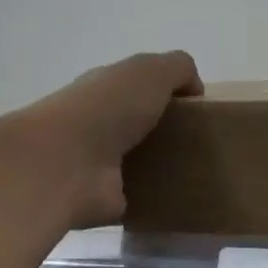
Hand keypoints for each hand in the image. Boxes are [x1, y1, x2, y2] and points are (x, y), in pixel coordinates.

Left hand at [6, 50, 201, 226]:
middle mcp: (97, 123)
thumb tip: (194, 89)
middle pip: (138, 123)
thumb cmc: (107, 108)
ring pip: (138, 160)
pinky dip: (154, 198)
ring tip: (198, 170)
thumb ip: (178, 69)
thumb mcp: (151, 71)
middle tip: (202, 140)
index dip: (165, 92)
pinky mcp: (104, 199)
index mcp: (105, 88)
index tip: (196, 107)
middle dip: (166, 130)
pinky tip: (180, 198)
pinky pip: (137, 196)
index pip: (136, 86)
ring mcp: (98, 163)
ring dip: (161, 165)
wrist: (64, 165)